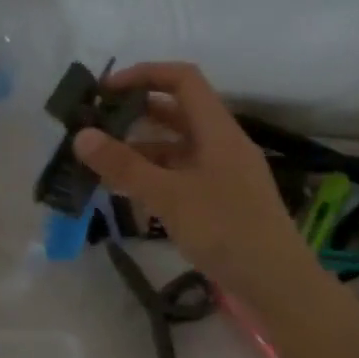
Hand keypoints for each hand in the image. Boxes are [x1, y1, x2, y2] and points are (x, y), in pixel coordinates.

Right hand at [74, 62, 315, 302]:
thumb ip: (125, 166)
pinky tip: (131, 193)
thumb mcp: (169, 196)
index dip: (144, 74)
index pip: (182, 79)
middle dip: (136, 114)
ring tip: (103, 163)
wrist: (276, 283)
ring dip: (142, 149)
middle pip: (177, 112)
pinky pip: (183, 175)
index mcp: (218, 129)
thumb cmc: (225, 230)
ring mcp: (224, 173)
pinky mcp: (222, 200)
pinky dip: (156, 177)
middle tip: (96, 126)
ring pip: (178, 147)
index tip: (105, 90)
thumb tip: (82, 136)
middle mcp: (222, 143)